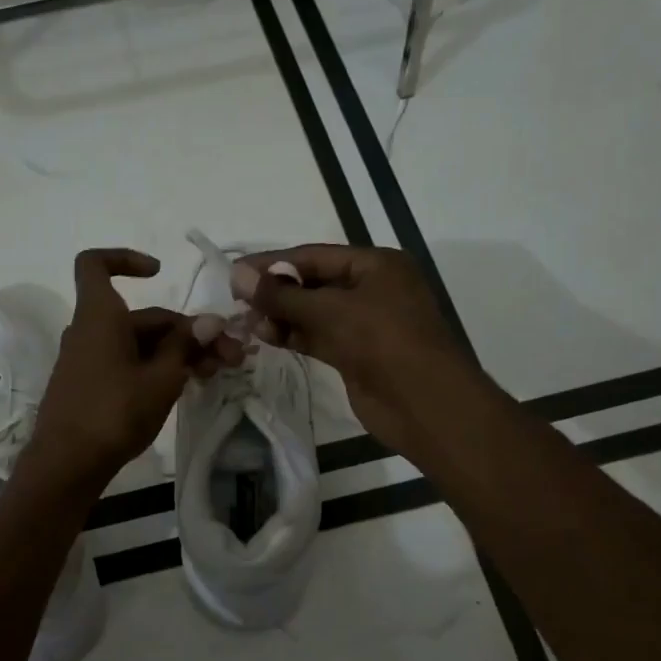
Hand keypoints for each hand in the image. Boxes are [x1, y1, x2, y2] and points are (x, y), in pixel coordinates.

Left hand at [27, 249, 239, 493]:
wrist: (66, 465)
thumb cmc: (114, 412)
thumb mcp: (161, 379)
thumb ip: (185, 346)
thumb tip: (210, 321)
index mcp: (99, 316)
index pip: (95, 264)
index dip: (125, 259)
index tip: (159, 273)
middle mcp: (90, 331)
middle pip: (141, 316)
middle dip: (187, 331)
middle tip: (230, 355)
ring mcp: (88, 360)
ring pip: (139, 344)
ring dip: (178, 352)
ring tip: (216, 374)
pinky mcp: (91, 386)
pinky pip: (127, 363)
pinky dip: (156, 368)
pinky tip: (187, 386)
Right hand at [235, 244, 489, 463]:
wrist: (425, 404)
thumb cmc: (384, 341)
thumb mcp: (331, 311)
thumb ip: (282, 295)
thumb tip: (236, 275)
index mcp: (376, 265)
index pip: (313, 256)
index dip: (272, 262)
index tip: (235, 272)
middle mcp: (372, 288)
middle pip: (313, 283)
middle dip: (275, 291)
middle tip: (235, 300)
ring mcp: (365, 323)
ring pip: (313, 312)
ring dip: (280, 315)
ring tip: (245, 321)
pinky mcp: (356, 354)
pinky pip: (318, 336)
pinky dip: (293, 335)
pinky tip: (264, 336)